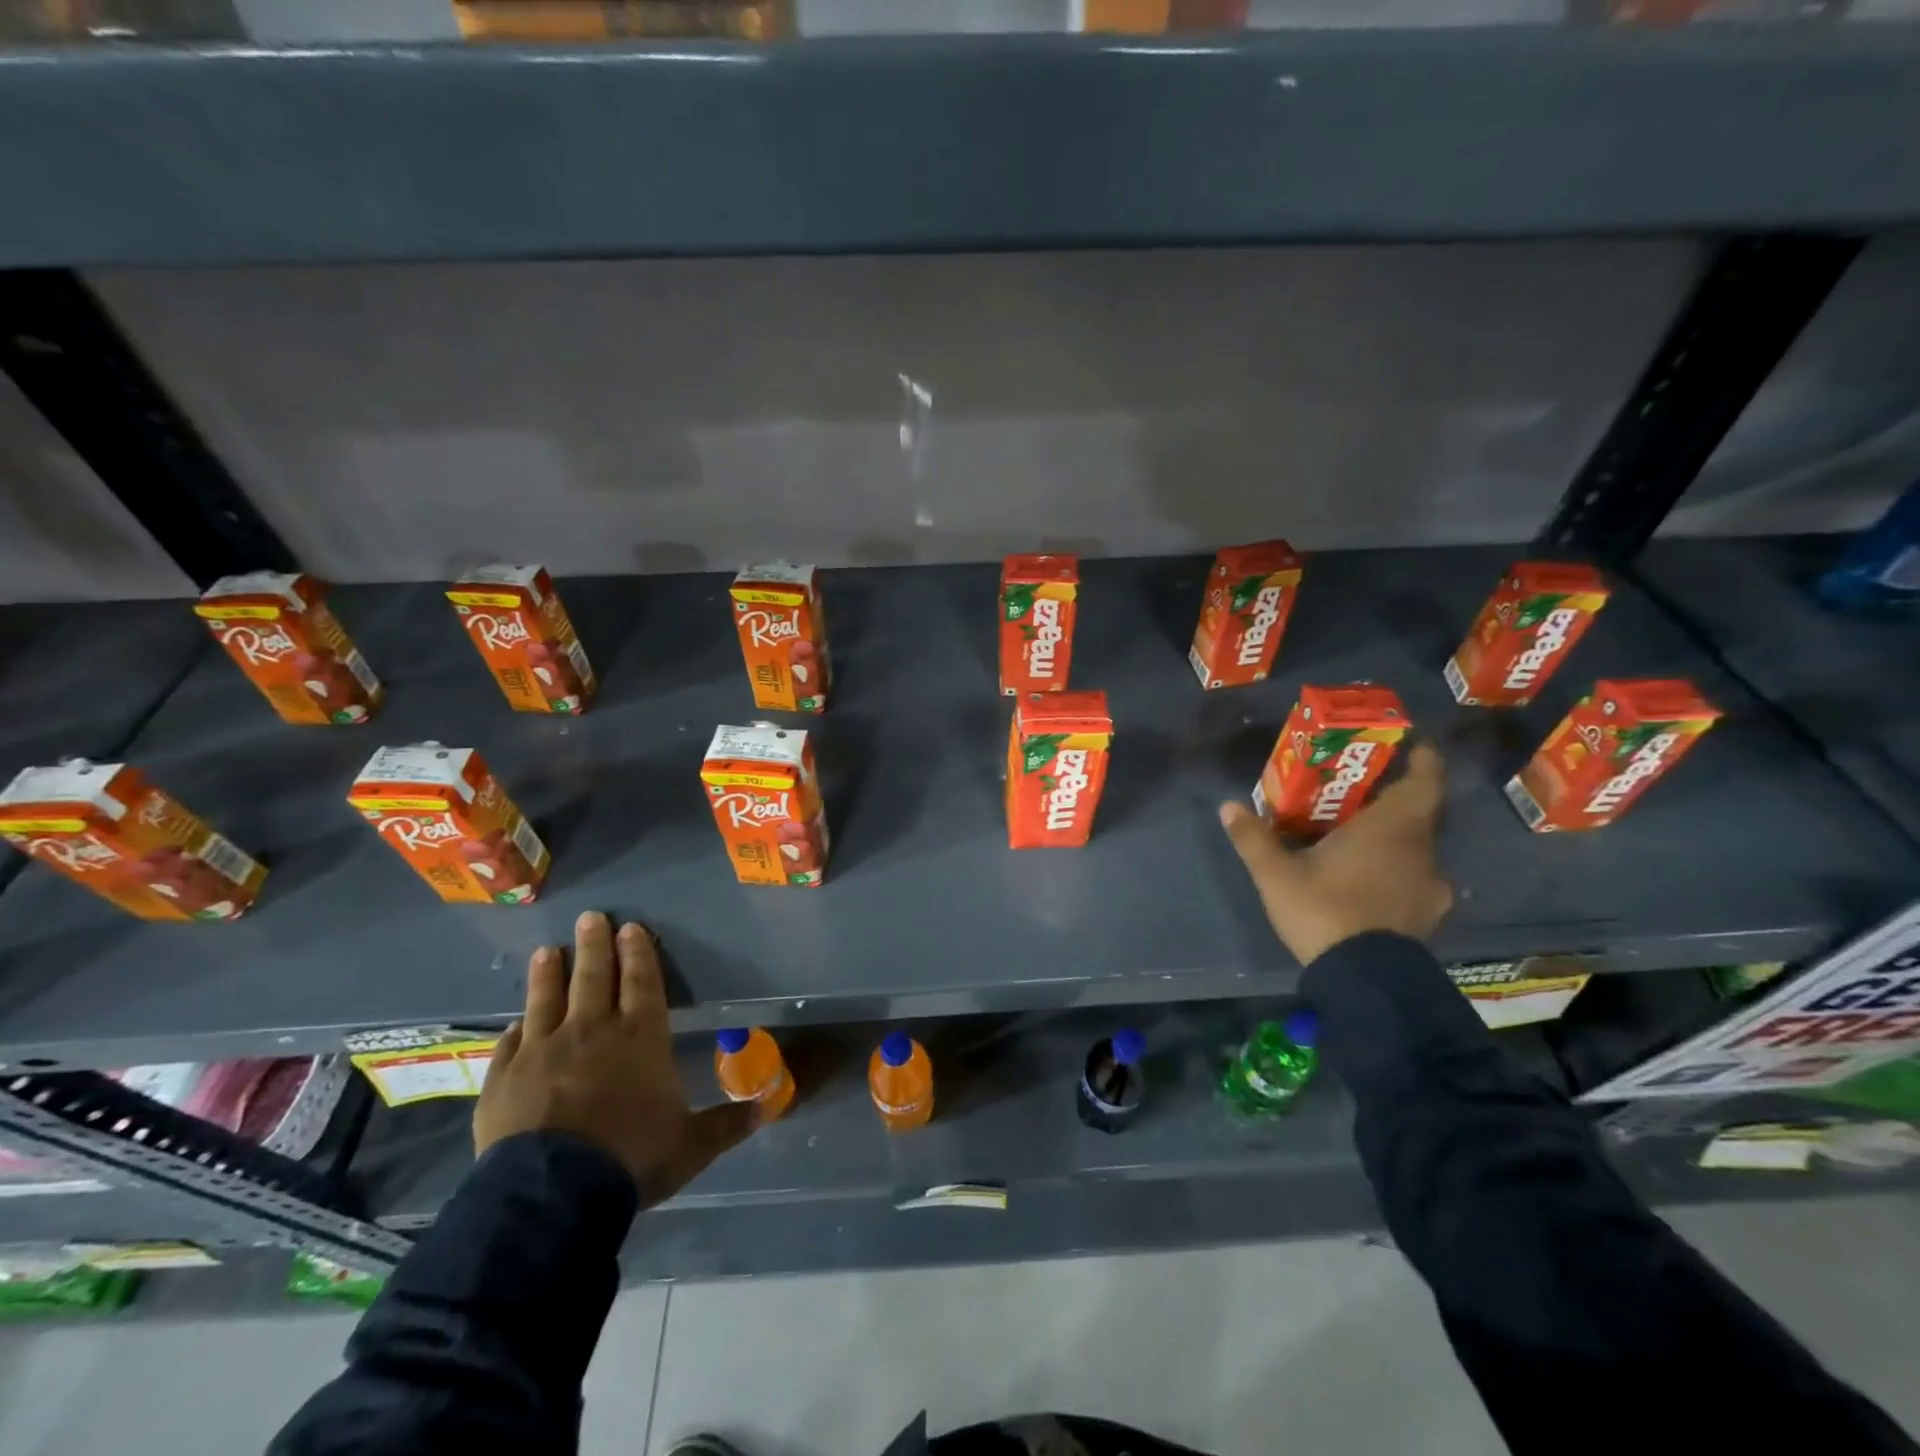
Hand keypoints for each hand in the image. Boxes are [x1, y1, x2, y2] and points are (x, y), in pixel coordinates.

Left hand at [476, 911, 757, 1206]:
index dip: (638, 953)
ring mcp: (543, 1050)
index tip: (631, 928)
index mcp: (641, 1037)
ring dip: (549, 973)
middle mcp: (592, 1031)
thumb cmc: (632, 1157)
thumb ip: (727, 1123)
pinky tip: (515, 1021)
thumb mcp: (692, 1145)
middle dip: (595, 945)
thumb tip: (768, 1108)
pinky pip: (511, 1042)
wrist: (553, 1194)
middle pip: (594, 977)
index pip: (642, 982)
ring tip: (547, 950)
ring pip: (547, 998)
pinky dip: (517, 1028)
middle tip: (590, 917)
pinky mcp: (503, 1077)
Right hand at [1219, 742, 1452, 965]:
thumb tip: (1228, 806)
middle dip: (1396, 796)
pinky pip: (1418, 879)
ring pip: (1419, 846)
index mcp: (1392, 827)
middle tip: (1363, 791)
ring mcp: (1431, 885)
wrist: (1365, 979)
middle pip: (1422, 811)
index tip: (1411, 744)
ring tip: (1362, 837)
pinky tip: (1373, 882)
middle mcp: (1422, 849)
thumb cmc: (1325, 910)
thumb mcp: (1277, 874)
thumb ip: (1254, 838)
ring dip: (1397, 836)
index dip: (1423, 758)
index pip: (1425, 780)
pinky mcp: (1429, 915)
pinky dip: (1400, 871)